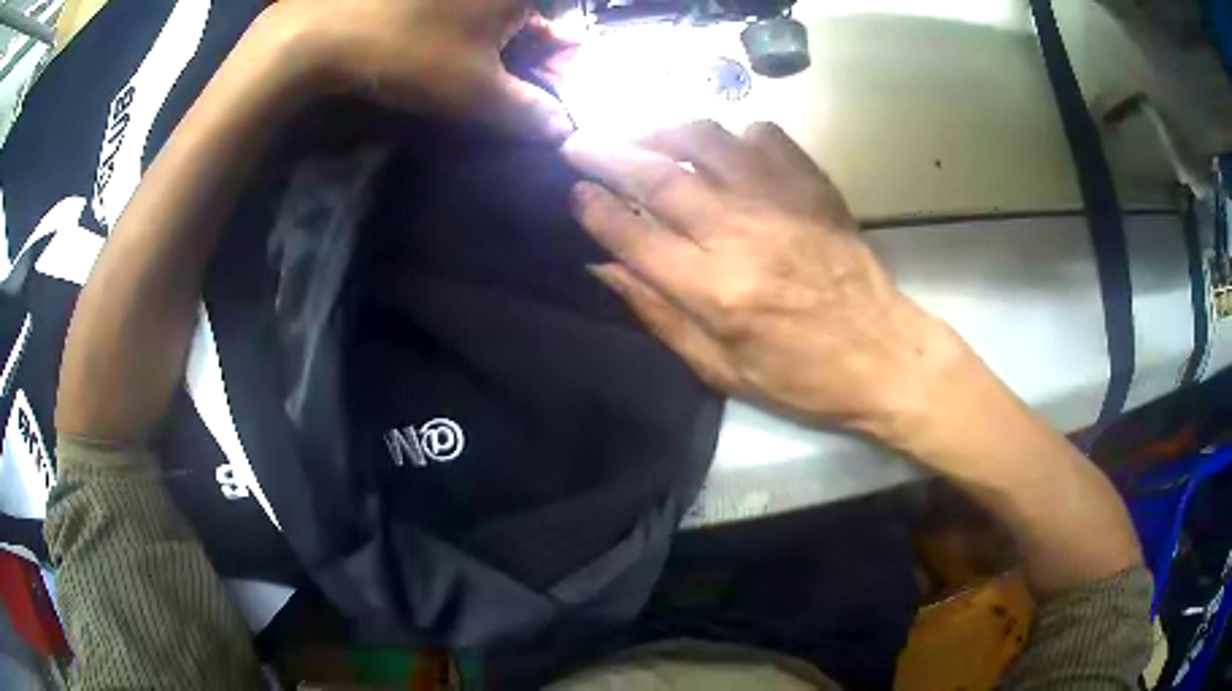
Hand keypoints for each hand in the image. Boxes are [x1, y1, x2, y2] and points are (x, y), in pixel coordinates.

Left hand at [257, 0, 573, 140]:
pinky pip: (451, 8)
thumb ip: (527, 111)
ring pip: (485, 10)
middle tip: (509, 76)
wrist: (320, 33)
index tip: (546, 77)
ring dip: (488, 35)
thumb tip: (563, 128)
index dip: (557, 50)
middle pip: (521, 12)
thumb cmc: (410, 53)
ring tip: (468, 63)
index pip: (558, 19)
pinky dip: (454, 23)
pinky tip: (435, 42)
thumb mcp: (475, 92)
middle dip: (523, 43)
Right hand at [563, 121, 969, 442]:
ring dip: (663, 131)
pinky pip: (765, 136)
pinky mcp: (814, 187)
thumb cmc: (802, 377)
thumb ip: (660, 315)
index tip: (573, 191)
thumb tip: (606, 267)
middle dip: (608, 153)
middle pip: (659, 177)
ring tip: (641, 135)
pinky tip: (722, 148)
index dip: (595, 209)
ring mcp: (782, 202)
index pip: (635, 235)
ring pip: (707, 141)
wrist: (884, 357)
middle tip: (578, 142)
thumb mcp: (721, 369)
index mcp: (716, 291)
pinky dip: (733, 133)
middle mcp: (742, 235)